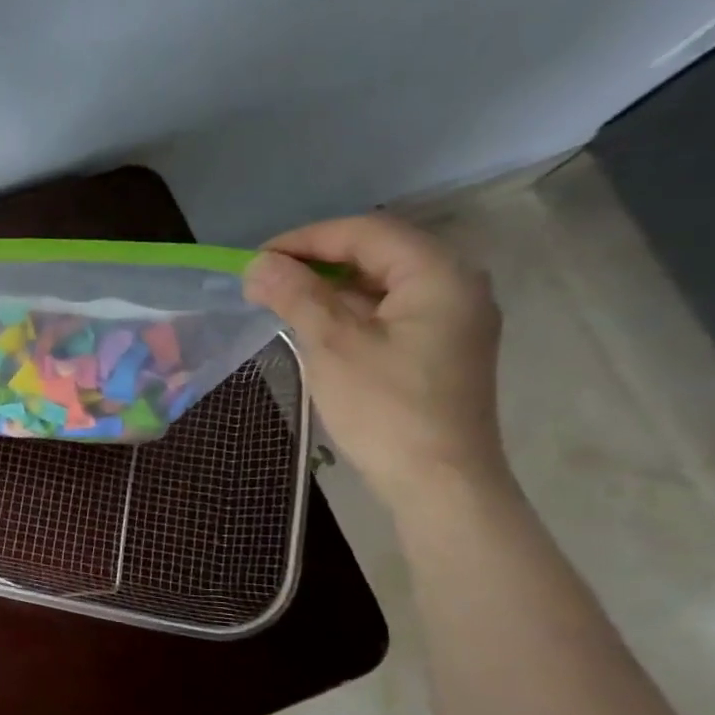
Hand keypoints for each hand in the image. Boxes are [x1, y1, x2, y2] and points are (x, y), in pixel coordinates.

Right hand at [243, 214, 506, 505]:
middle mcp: (456, 285)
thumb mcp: (332, 344)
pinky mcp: (442, 347)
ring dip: (331, 285)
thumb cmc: (385, 408)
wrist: (438, 482)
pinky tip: (317, 324)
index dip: (307, 238)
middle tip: (266, 278)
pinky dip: (351, 309)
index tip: (257, 259)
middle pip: (379, 252)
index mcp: (438, 274)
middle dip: (318, 259)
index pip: (366, 232)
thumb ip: (296, 294)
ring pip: (383, 282)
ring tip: (282, 299)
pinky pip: (391, 309)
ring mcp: (454, 318)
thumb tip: (258, 263)